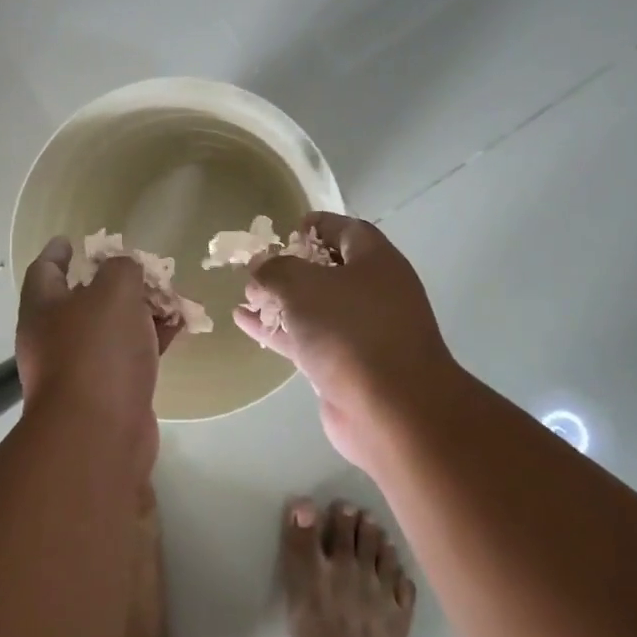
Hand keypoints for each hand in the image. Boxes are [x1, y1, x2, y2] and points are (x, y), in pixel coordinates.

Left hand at [15, 237, 173, 469]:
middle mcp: (54, 338)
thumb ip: (122, 269)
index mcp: (43, 308)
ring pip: (111, 328)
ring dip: (139, 311)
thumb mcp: (114, 292)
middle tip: (140, 268)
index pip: (44, 269)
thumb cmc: (97, 351)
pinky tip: (178, 327)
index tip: (71, 239)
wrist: (99, 435)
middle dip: (113, 282)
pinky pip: (130, 355)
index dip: (58, 252)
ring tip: (170, 295)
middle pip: (82, 299)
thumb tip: (125, 270)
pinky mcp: (108, 393)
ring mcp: (80, 368)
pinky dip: (152, 338)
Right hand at [235, 213, 466, 467]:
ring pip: (316, 307)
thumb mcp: (303, 286)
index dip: (318, 225)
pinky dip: (280, 330)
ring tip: (245, 295)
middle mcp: (375, 292)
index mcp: (376, 261)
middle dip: (293, 266)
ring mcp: (363, 332)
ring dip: (281, 301)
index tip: (288, 228)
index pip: (347, 230)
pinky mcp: (348, 367)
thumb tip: (260, 266)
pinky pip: (309, 339)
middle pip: (330, 269)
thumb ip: (275, 270)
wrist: (392, 411)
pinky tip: (245, 323)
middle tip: (259, 266)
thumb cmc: (350, 331)